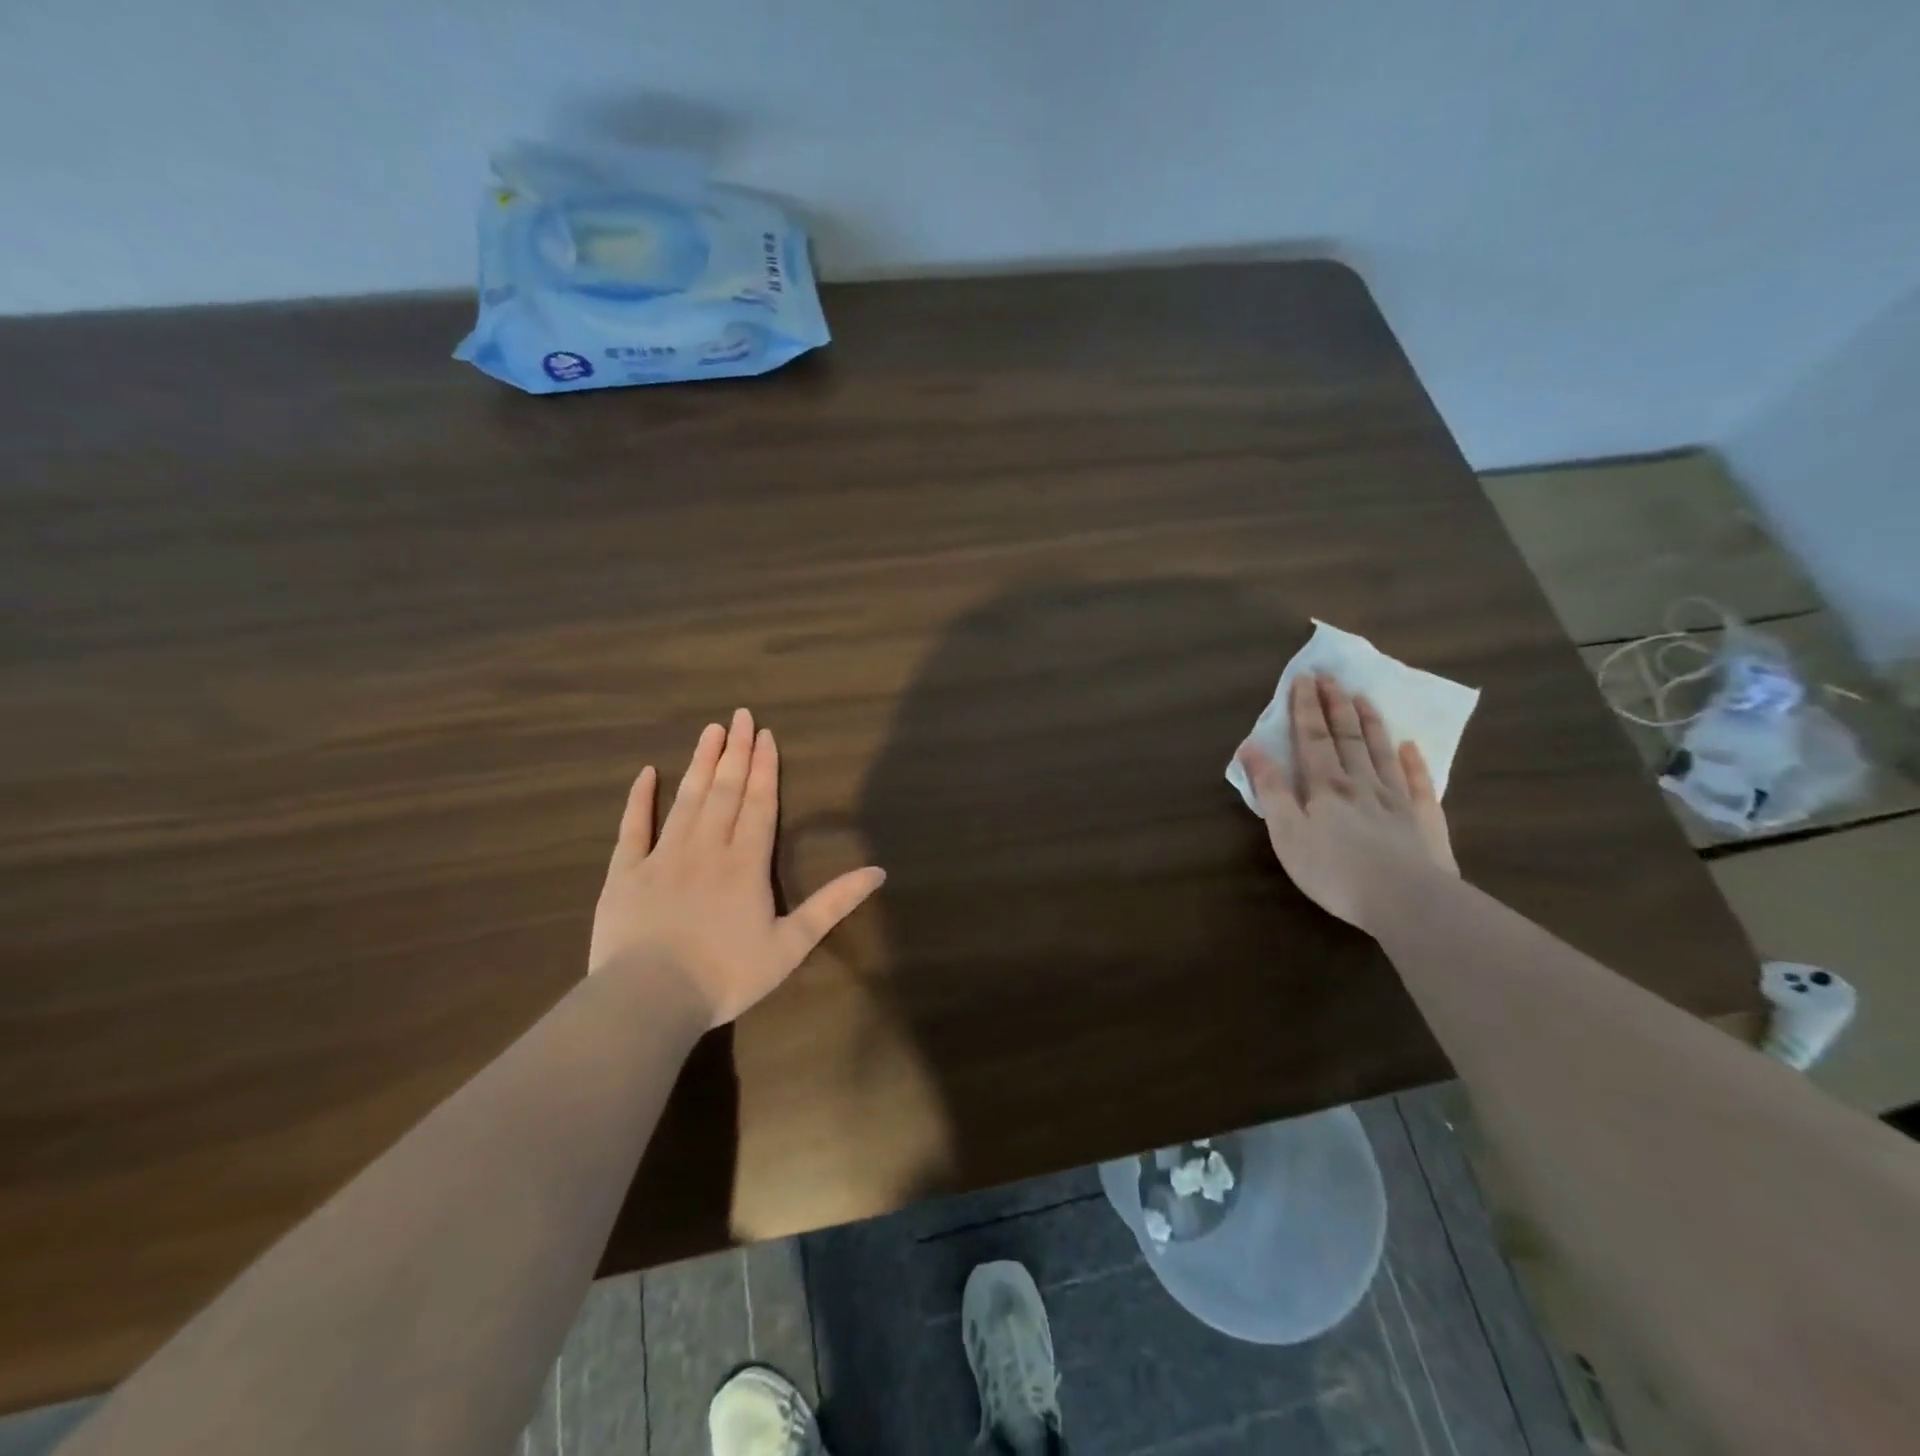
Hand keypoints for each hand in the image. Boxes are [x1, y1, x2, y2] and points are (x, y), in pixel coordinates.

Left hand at [588, 709, 885, 1026]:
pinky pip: (633, 827)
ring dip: (700, 763)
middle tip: (741, 715)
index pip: (759, 803)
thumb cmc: (727, 975)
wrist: (650, 998)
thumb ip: (833, 904)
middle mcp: (707, 847)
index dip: (765, 768)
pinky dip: (639, 799)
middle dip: (736, 752)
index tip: (766, 734)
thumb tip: (878, 871)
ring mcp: (663, 856)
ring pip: (686, 799)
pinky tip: (646, 773)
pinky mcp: (625, 872)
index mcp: (746, 862)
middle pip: (725, 790)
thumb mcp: (791, 944)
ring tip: (710, 730)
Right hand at [1235, 673, 1455, 933]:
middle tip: (1330, 676)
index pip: (1313, 738)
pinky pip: (1418, 783)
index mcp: (1324, 786)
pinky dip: (1415, 763)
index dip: (1306, 708)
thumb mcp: (1286, 832)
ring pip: (1381, 752)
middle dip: (1335, 705)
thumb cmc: (1334, 870)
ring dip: (1371, 724)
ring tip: (1363, 697)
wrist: (1405, 899)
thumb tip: (1250, 747)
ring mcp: (1396, 800)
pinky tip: (1411, 747)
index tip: (1303, 677)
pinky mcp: (1424, 821)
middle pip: (1347, 737)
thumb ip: (1270, 789)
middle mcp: (1361, 783)